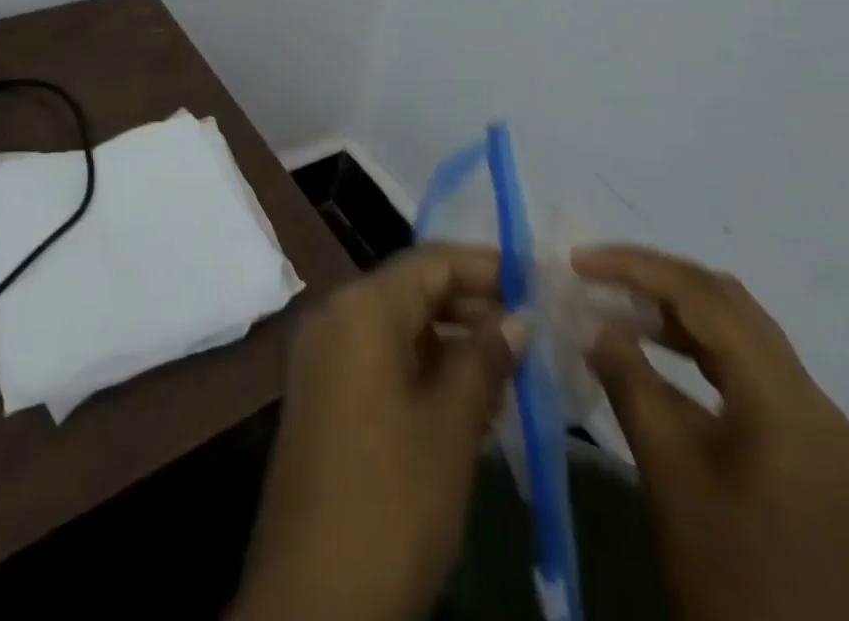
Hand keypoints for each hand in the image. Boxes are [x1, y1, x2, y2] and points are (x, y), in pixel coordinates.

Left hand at [231, 248, 525, 620]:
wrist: (312, 603)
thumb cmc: (392, 501)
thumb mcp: (451, 426)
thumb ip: (485, 359)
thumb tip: (518, 318)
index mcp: (361, 307)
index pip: (432, 261)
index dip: (486, 266)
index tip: (536, 280)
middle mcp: (335, 316)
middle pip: (412, 289)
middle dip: (472, 304)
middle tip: (530, 328)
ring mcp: (323, 356)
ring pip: (398, 326)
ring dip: (451, 339)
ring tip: (509, 368)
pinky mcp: (322, 395)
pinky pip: (379, 358)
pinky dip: (422, 366)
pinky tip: (467, 399)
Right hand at [574, 246, 848, 620]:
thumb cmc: (731, 576)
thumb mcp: (669, 474)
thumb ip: (630, 384)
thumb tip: (597, 325)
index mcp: (785, 399)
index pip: (704, 297)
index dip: (636, 267)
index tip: (578, 261)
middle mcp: (809, 397)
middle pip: (727, 303)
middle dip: (657, 277)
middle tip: (595, 274)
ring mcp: (812, 425)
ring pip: (738, 332)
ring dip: (675, 309)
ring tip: (615, 304)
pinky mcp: (803, 449)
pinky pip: (744, 370)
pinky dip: (694, 348)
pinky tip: (652, 353)